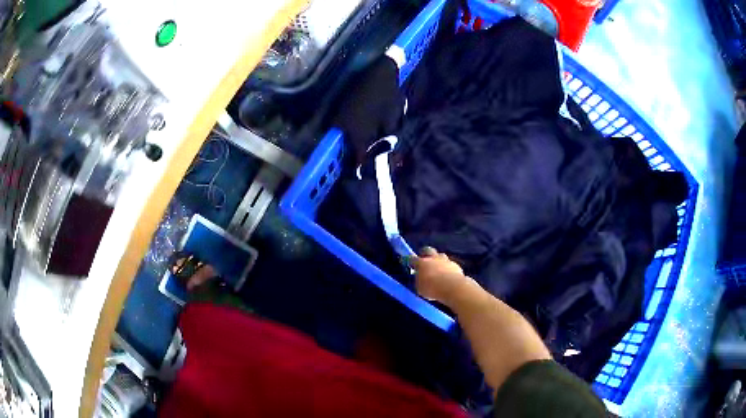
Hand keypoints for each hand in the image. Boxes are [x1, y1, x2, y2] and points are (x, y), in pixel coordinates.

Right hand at [411, 247, 468, 304]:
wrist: (453, 287)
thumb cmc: (432, 288)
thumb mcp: (420, 288)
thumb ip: (419, 281)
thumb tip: (420, 279)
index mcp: (422, 263)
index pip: (412, 258)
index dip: (411, 261)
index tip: (411, 264)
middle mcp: (433, 258)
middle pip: (428, 250)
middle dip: (425, 254)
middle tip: (424, 261)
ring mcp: (446, 260)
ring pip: (441, 256)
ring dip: (438, 260)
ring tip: (438, 269)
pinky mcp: (456, 265)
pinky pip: (450, 264)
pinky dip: (448, 268)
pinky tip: (448, 275)